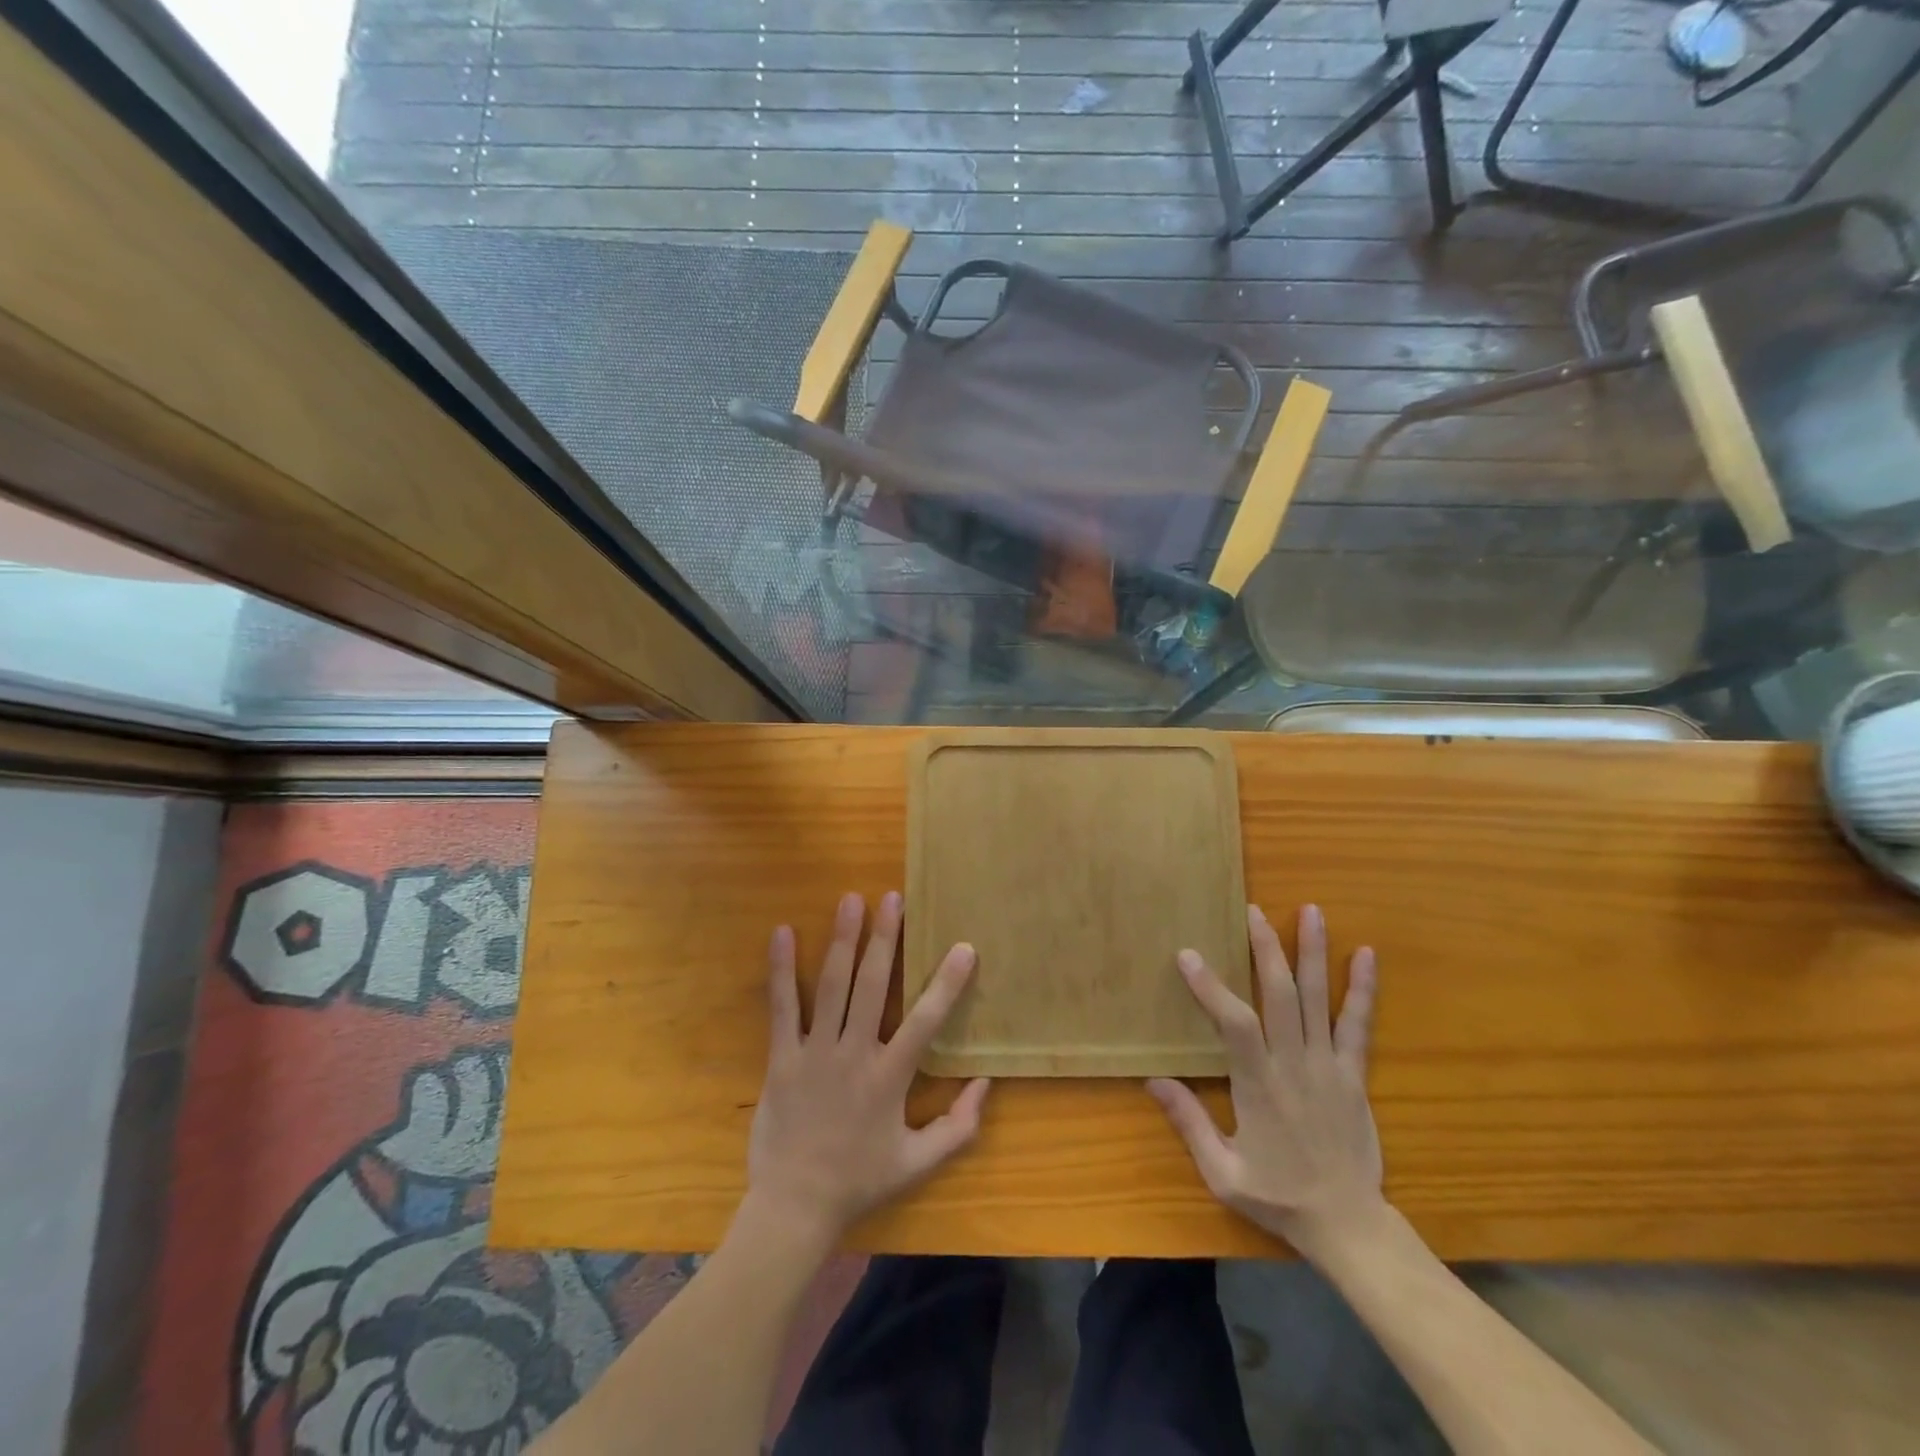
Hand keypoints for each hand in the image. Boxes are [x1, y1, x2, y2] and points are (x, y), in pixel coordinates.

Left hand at [746, 890, 989, 1244]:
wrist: (794, 1207)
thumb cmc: (860, 1180)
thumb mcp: (919, 1162)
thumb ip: (959, 1126)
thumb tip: (986, 1082)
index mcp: (889, 1077)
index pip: (925, 1021)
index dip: (946, 983)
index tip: (963, 947)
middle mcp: (853, 1054)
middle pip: (871, 986)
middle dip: (884, 939)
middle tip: (892, 898)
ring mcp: (814, 1052)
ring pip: (832, 986)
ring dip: (843, 940)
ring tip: (850, 900)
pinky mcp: (780, 1057)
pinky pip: (782, 1007)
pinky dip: (782, 969)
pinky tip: (783, 933)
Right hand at [1147, 903, 1383, 1264]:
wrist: (1349, 1225)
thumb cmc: (1279, 1196)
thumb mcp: (1223, 1173)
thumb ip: (1189, 1124)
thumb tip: (1153, 1079)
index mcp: (1259, 1085)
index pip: (1234, 1023)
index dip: (1211, 987)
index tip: (1189, 954)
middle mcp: (1294, 1064)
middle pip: (1279, 994)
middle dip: (1265, 948)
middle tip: (1253, 911)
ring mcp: (1329, 1066)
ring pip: (1317, 999)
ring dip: (1313, 952)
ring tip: (1311, 911)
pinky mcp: (1353, 1074)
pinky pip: (1358, 1025)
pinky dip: (1362, 989)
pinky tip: (1365, 954)